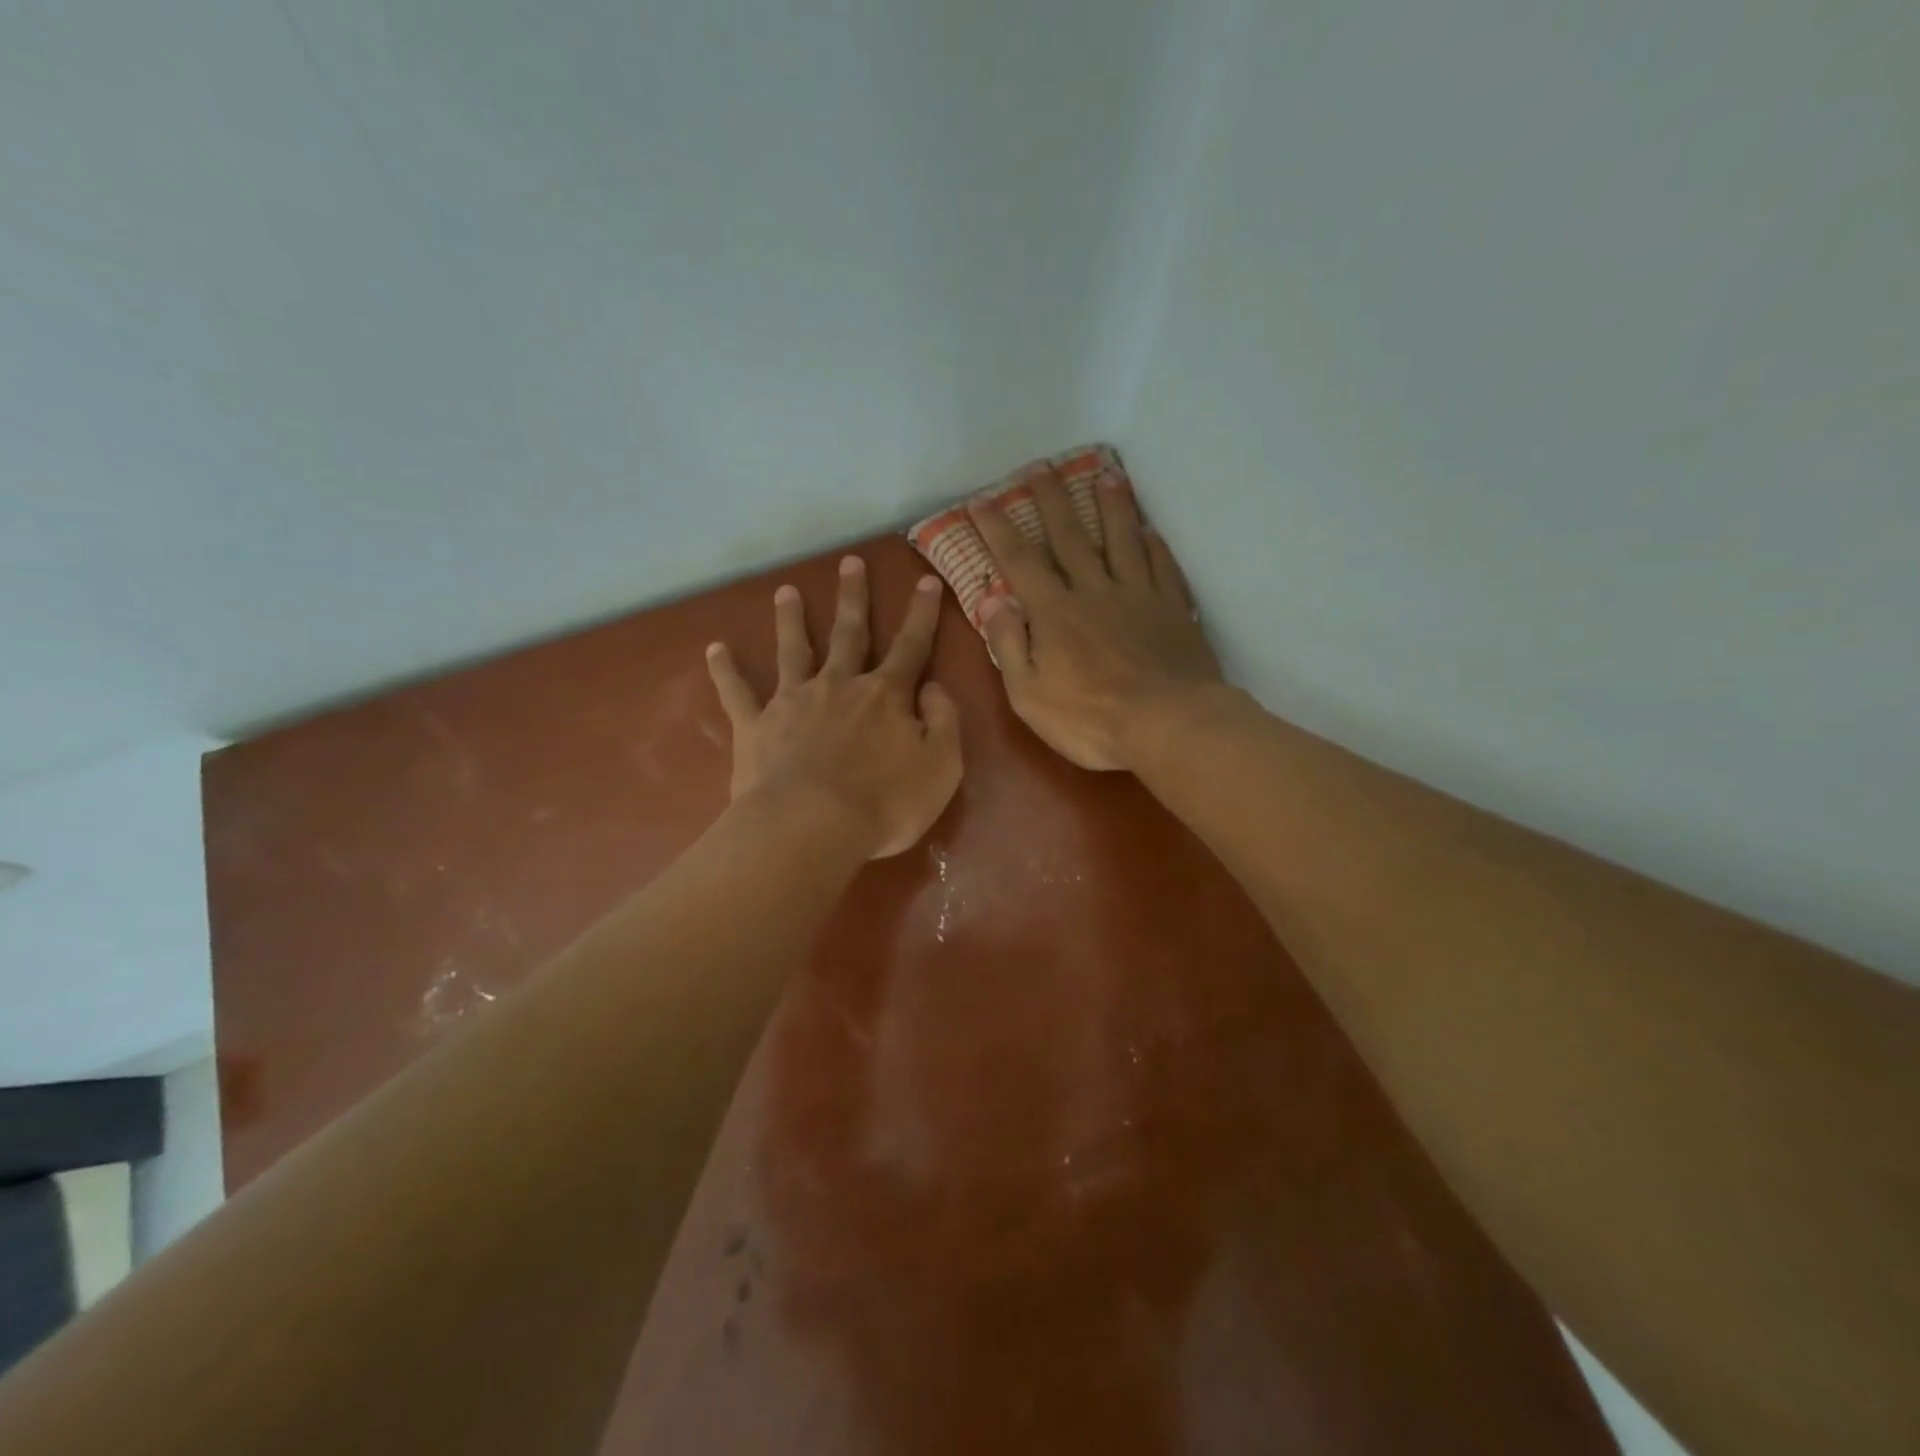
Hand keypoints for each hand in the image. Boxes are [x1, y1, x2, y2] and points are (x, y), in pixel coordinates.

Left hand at [705, 558, 961, 858]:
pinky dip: (725, 670)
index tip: (925, 581)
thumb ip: (944, 722)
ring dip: (791, 619)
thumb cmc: (885, 803)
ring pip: (794, 650)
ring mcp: (793, 701)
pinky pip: (737, 693)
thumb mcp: (941, 767)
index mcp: (886, 695)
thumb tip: (933, 687)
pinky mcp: (756, 726)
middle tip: (851, 562)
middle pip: (849, 633)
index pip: (911, 646)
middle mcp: (839, 685)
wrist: (812, 827)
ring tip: (785, 591)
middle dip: (853, 597)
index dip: (921, 614)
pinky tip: (715, 649)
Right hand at [967, 464, 1221, 771]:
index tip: (982, 502)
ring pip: (1123, 539)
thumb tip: (995, 601)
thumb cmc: (1091, 720)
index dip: (998, 530)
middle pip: (1070, 536)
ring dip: (1111, 505)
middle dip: (1052, 500)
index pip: (1020, 561)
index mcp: (1055, 613)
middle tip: (1041, 467)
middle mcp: (1095, 591)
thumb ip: (1009, 646)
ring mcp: (1139, 596)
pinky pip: (1162, 566)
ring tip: (1105, 475)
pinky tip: (1150, 530)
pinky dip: (1154, 544)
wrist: (1169, 725)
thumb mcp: (1029, 695)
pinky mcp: (1173, 609)